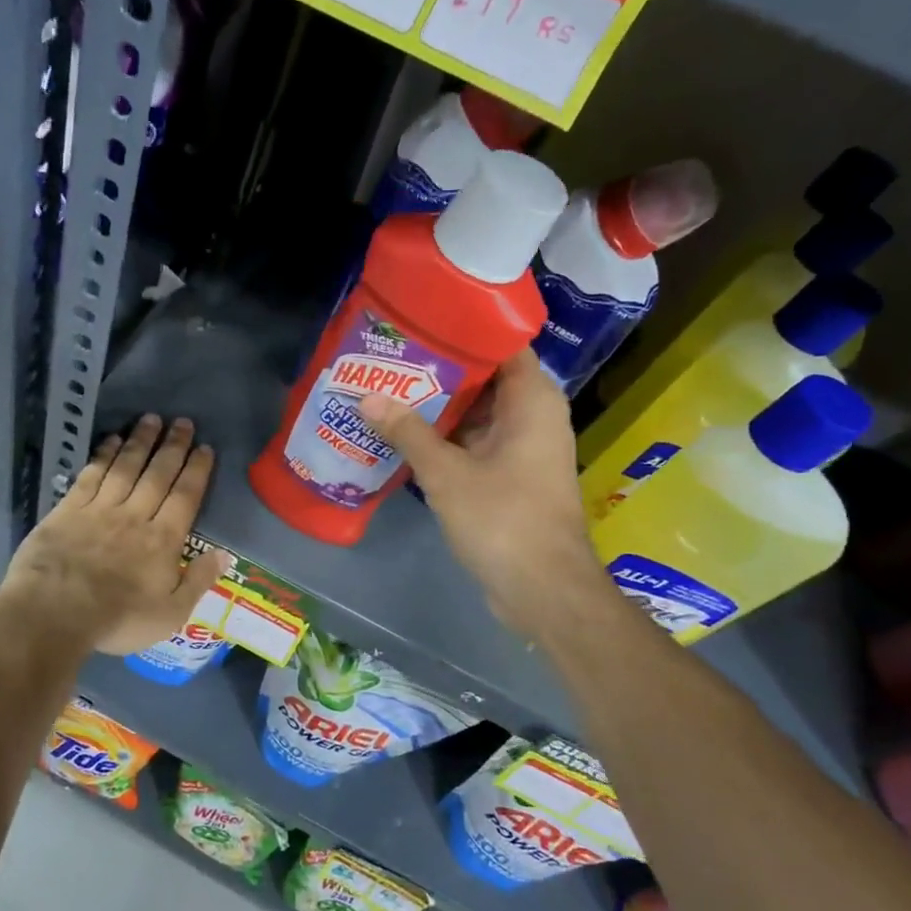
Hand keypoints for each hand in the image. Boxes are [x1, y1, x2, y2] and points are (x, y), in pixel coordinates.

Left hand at [0, 415, 230, 655]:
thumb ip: (197, 582)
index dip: (197, 470)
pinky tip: (112, 440)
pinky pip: (91, 475)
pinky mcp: (68, 509)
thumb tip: (225, 554)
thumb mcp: (169, 614)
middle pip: (158, 474)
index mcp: (163, 540)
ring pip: (126, 467)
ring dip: (140, 441)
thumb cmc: (116, 620)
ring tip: (151, 419)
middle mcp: (135, 515)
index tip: (204, 447)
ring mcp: (100, 509)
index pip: (185, 496)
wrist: (53, 614)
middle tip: (182, 421)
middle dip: (173, 446)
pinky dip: (103, 455)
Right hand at [360, 349, 600, 628]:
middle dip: (440, 369)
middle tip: (392, 356)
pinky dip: (446, 436)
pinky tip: (405, 433)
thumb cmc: (502, 519)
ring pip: (477, 412)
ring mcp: (523, 447)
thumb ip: (407, 432)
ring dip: (439, 405)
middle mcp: (533, 416)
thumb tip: (367, 397)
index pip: (502, 344)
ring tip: (390, 387)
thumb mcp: (446, 473)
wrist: (542, 588)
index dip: (463, 329)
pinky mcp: (511, 475)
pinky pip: (476, 441)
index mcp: (532, 401)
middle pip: (485, 377)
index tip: (421, 322)